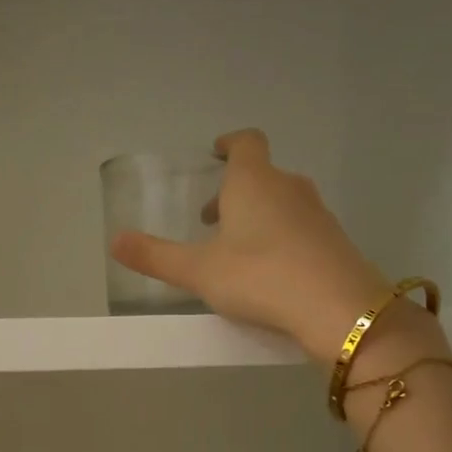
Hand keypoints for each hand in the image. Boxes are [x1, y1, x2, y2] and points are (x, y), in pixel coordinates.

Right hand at [109, 130, 390, 362]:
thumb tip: (114, 240)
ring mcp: (317, 213)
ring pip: (281, 201)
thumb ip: (155, 256)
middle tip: (210, 220)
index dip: (229, 144)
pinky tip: (269, 271)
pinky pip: (300, 226)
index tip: (216, 153)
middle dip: (234, 191)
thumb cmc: (259, 277)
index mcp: (253, 182)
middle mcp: (288, 187)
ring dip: (257, 215)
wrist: (337, 308)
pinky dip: (280, 236)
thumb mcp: (198, 271)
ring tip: (236, 250)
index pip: (245, 143)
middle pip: (261, 175)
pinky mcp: (334, 241)